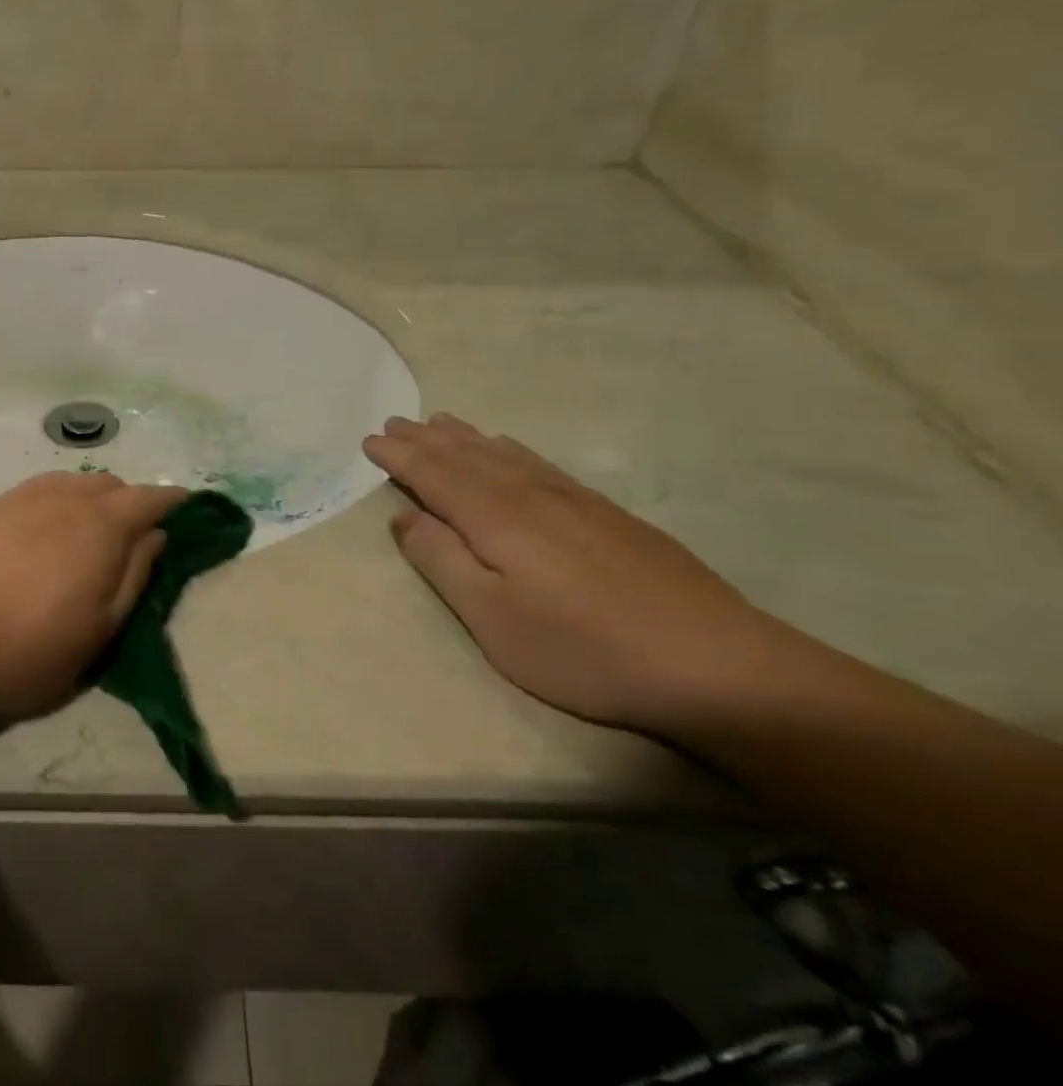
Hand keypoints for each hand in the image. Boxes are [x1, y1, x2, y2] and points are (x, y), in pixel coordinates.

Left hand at [0, 473, 188, 715]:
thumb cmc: (11, 649)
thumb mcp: (92, 637)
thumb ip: (131, 582)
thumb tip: (155, 538)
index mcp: (99, 528)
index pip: (151, 500)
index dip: (175, 503)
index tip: (191, 509)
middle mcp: (62, 499)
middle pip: (111, 485)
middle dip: (132, 502)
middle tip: (136, 535)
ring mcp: (17, 498)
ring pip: (71, 484)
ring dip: (92, 499)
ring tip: (89, 532)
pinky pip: (36, 493)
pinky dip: (55, 503)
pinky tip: (39, 534)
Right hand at [364, 415, 780, 731]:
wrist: (715, 664)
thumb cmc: (582, 649)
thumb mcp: (491, 617)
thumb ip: (441, 561)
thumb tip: (403, 517)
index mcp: (495, 518)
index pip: (434, 475)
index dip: (400, 457)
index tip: (371, 441)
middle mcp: (530, 495)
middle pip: (466, 456)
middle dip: (426, 439)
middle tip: (395, 421)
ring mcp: (574, 501)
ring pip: (504, 454)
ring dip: (465, 437)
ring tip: (440, 421)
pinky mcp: (607, 514)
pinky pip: (539, 463)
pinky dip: (510, 449)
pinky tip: (509, 448)